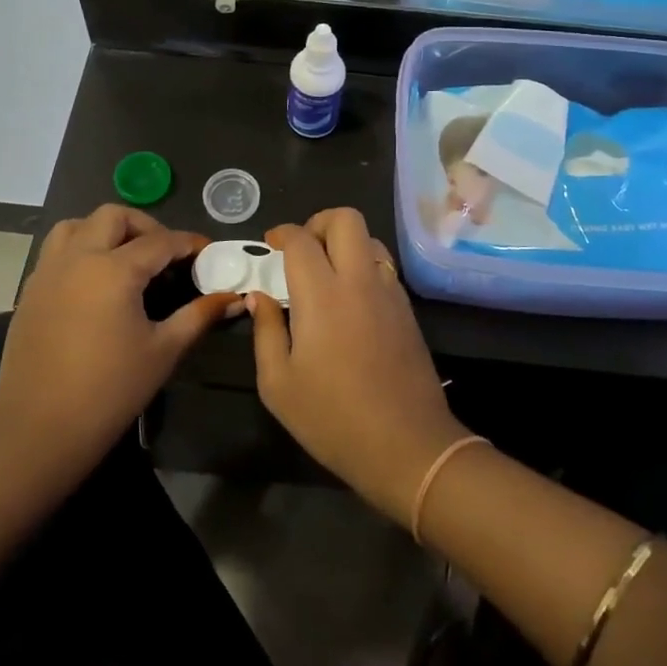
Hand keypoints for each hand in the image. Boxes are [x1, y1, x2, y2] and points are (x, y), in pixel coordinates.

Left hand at [0, 206, 237, 478]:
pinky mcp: (30, 292)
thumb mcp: (163, 350)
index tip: (207, 251)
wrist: (40, 431)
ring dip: (105, 231)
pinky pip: (56, 252)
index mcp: (114, 269)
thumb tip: (233, 298)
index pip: (160, 242)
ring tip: (126, 258)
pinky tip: (95, 284)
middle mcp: (78, 258)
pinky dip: (80, 250)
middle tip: (165, 254)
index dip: (188, 243)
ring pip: (76, 226)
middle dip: (145, 226)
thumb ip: (199, 316)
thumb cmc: (110, 390)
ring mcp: (48, 272)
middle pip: (113, 217)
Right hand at [248, 209, 467, 523]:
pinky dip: (363, 266)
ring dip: (345, 243)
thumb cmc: (333, 418)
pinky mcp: (407, 309)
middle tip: (301, 250)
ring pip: (370, 239)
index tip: (271, 245)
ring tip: (326, 273)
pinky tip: (350, 299)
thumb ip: (265, 331)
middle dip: (318, 223)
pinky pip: (384, 267)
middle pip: (346, 219)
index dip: (282, 233)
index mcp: (322, 295)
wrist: (408, 446)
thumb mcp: (278, 384)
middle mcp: (359, 281)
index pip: (301, 239)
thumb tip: (258, 297)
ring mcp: (390, 292)